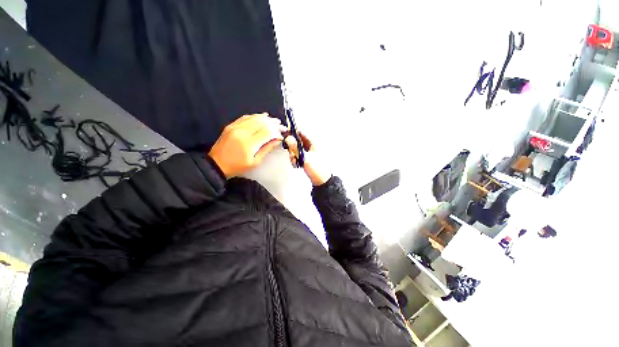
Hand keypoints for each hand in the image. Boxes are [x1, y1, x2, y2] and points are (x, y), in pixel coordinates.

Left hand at [208, 113, 285, 177]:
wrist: (216, 164)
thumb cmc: (237, 166)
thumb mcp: (255, 162)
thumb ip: (266, 149)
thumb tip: (277, 140)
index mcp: (248, 143)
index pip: (267, 132)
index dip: (276, 132)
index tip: (281, 135)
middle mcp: (242, 132)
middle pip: (262, 123)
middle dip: (274, 124)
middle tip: (282, 127)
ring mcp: (235, 127)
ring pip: (254, 118)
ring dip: (267, 119)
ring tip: (275, 121)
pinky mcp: (231, 125)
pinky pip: (245, 117)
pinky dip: (256, 116)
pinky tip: (263, 116)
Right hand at [284, 132, 330, 185]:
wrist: (321, 181)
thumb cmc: (317, 169)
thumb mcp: (304, 157)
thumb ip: (295, 147)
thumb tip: (288, 138)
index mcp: (313, 142)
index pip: (301, 132)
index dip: (292, 133)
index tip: (284, 135)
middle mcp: (311, 145)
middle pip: (297, 141)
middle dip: (292, 148)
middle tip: (292, 154)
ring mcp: (309, 152)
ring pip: (296, 149)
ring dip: (293, 155)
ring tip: (296, 161)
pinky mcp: (307, 158)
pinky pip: (298, 155)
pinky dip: (296, 159)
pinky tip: (298, 164)